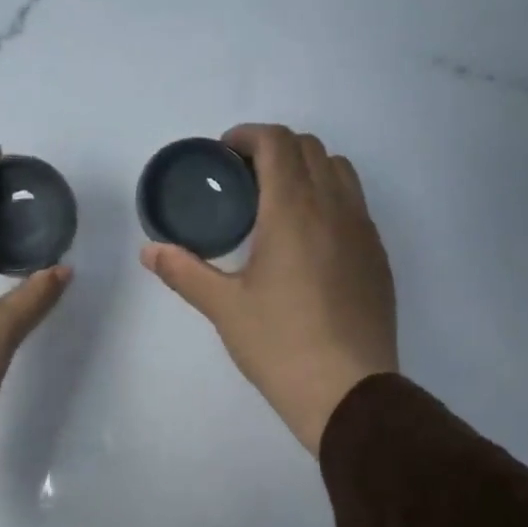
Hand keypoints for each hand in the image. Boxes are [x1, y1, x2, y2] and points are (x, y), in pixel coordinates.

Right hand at [142, 124, 397, 454]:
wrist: (348, 391)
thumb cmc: (280, 344)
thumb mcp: (224, 308)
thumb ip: (184, 271)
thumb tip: (149, 250)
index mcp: (293, 210)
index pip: (277, 143)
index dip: (247, 135)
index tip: (224, 153)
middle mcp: (335, 207)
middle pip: (310, 147)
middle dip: (275, 148)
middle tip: (244, 179)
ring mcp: (363, 231)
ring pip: (340, 171)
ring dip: (307, 169)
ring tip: (279, 202)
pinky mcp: (378, 256)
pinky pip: (356, 205)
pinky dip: (330, 198)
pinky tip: (309, 240)